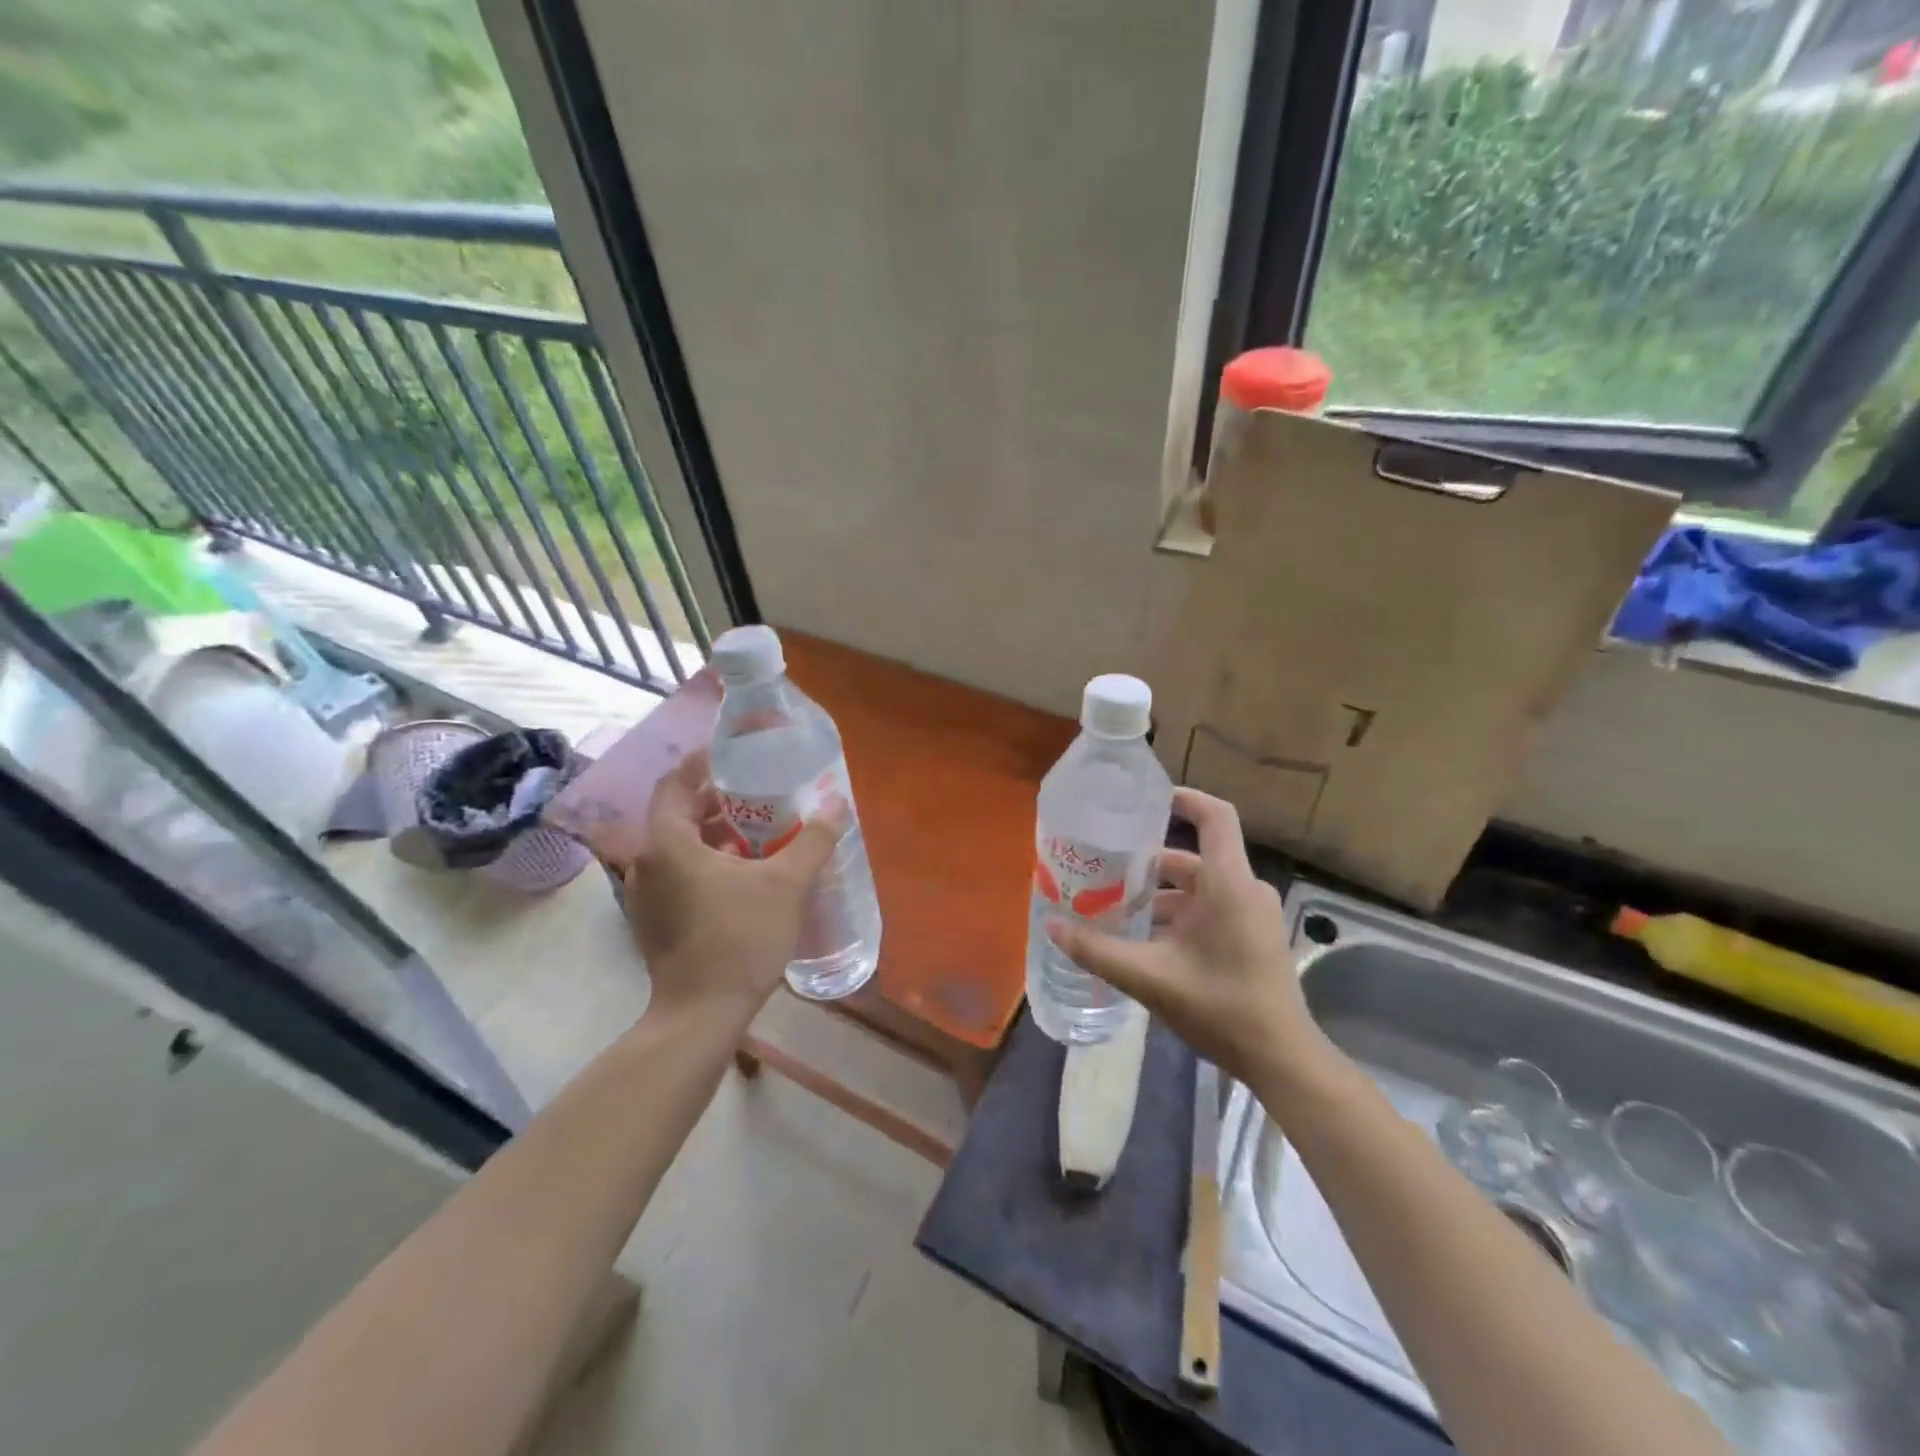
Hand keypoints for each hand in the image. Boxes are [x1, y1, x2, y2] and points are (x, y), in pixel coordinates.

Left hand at [618, 747, 844, 1023]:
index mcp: (669, 843)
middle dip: (717, 800)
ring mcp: (644, 894)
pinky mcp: (652, 920)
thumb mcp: (786, 884)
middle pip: (678, 813)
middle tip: (758, 794)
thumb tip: (837, 804)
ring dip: (713, 833)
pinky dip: (704, 861)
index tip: (733, 755)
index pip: (676, 783)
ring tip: (757, 832)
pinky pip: (677, 873)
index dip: (702, 763)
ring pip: (678, 846)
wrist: (702, 1014)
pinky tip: (742, 874)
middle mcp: (646, 862)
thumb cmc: (740, 939)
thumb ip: (813, 840)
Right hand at [1046, 788, 1323, 1083]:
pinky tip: (1145, 939)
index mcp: (1228, 883)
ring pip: (1200, 887)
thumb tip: (1052, 927)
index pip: (1214, 816)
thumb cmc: (1220, 1006)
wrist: (1280, 1058)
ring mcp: (1251, 914)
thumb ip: (1099, 950)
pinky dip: (1179, 913)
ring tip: (1115, 907)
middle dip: (1148, 862)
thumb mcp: (1151, 977)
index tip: (1145, 800)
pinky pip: (1212, 908)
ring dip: (1160, 895)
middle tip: (1105, 867)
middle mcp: (1244, 889)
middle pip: (1193, 857)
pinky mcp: (1252, 936)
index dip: (1183, 798)